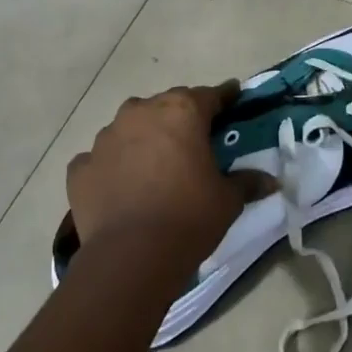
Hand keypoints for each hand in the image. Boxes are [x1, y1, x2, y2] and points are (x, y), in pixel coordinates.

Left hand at [66, 83, 272, 268]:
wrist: (131, 256)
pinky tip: (119, 186)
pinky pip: (100, 159)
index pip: (209, 95)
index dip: (224, 97)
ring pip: (129, 127)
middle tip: (193, 141)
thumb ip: (247, 182)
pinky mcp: (81, 167)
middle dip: (180, 119)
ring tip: (154, 166)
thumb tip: (271, 180)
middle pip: (166, 106)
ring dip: (143, 139)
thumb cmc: (189, 217)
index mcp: (181, 112)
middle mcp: (141, 113)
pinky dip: (111, 166)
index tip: (233, 96)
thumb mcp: (227, 200)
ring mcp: (106, 138)